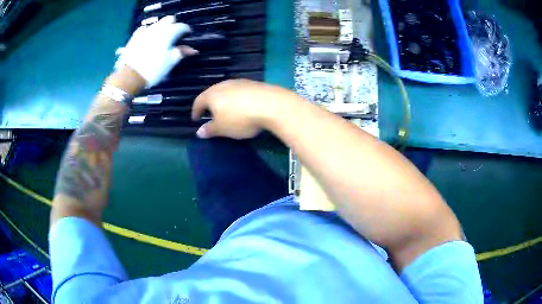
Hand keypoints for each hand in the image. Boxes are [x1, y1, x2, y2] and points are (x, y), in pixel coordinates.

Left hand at [115, 15, 197, 86]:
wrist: (130, 76)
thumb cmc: (153, 70)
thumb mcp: (170, 62)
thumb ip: (181, 52)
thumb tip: (193, 50)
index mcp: (168, 33)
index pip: (181, 26)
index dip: (186, 30)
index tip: (187, 35)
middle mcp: (157, 28)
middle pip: (169, 19)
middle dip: (173, 25)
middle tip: (174, 35)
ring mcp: (145, 31)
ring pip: (157, 23)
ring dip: (161, 27)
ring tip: (161, 37)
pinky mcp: (135, 36)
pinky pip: (144, 29)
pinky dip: (148, 31)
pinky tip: (148, 38)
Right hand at [192, 79, 293, 138]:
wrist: (271, 104)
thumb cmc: (240, 118)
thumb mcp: (223, 128)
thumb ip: (210, 130)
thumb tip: (199, 132)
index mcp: (212, 94)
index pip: (199, 101)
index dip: (196, 111)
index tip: (195, 119)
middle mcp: (223, 85)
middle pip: (212, 93)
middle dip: (209, 104)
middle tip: (209, 113)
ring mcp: (239, 82)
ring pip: (226, 91)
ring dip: (223, 100)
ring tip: (225, 110)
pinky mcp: (253, 83)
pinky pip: (239, 91)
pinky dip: (237, 99)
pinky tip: (242, 106)